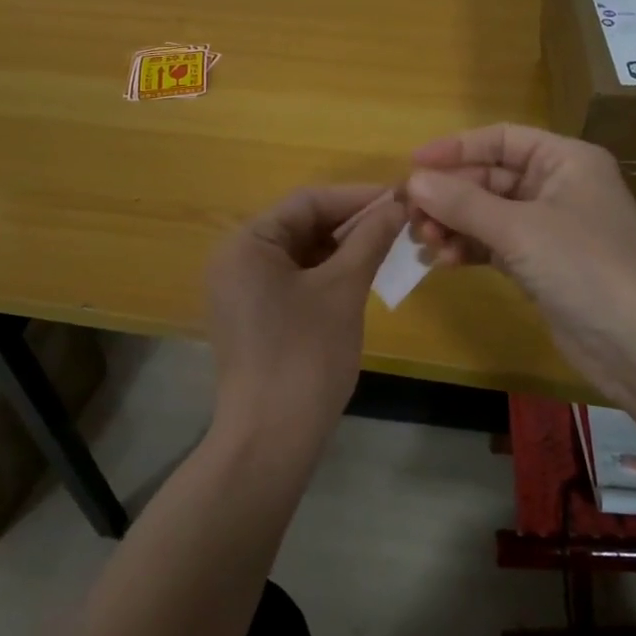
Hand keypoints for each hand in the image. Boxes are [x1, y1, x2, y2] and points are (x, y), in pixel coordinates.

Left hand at [204, 184, 406, 453]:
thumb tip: (397, 205)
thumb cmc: (306, 354)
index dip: (357, 197)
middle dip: (351, 224)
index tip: (400, 197)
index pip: (307, 202)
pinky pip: (293, 280)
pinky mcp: (253, 317)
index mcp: (247, 243)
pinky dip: (326, 275)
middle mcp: (236, 259)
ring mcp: (241, 291)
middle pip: (301, 225)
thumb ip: (369, 240)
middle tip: (399, 224)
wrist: (271, 438)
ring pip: (300, 254)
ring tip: (387, 247)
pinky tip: (360, 276)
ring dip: (342, 249)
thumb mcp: (343, 289)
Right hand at [404, 125, 635, 399]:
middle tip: (410, 216)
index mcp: (565, 161)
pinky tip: (442, 261)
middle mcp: (558, 187)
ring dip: (454, 225)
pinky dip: (468, 249)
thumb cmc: (585, 267)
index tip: (412, 165)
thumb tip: (412, 181)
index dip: (456, 148)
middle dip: (450, 196)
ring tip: (424, 243)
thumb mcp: (519, 229)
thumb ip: (462, 203)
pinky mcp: (542, 264)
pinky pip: (495, 245)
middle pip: (490, 179)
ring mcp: (551, 228)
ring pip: (488, 214)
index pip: (501, 139)